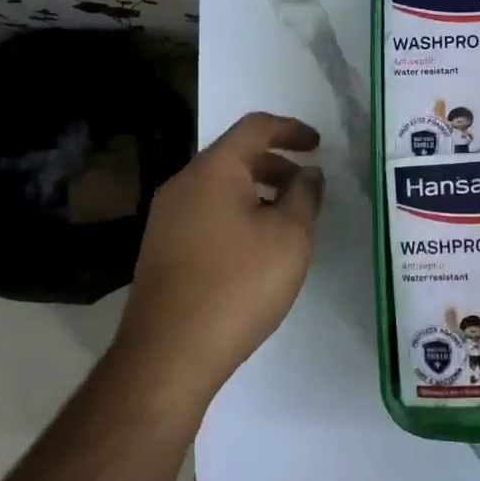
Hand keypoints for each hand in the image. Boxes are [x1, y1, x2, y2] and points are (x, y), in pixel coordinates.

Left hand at [117, 112, 323, 402]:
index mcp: (213, 170)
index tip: (318, 145)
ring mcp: (166, 217)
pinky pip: (205, 213)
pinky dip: (236, 214)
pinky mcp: (161, 248)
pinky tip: (255, 249)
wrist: (169, 352)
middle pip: (234, 156)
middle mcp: (183, 184)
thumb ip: (305, 196)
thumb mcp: (290, 237)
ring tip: (286, 222)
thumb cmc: (239, 284)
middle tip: (307, 188)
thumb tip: (308, 174)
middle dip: (275, 164)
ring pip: (219, 187)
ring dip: (257, 192)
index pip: (255, 127)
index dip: (291, 129)